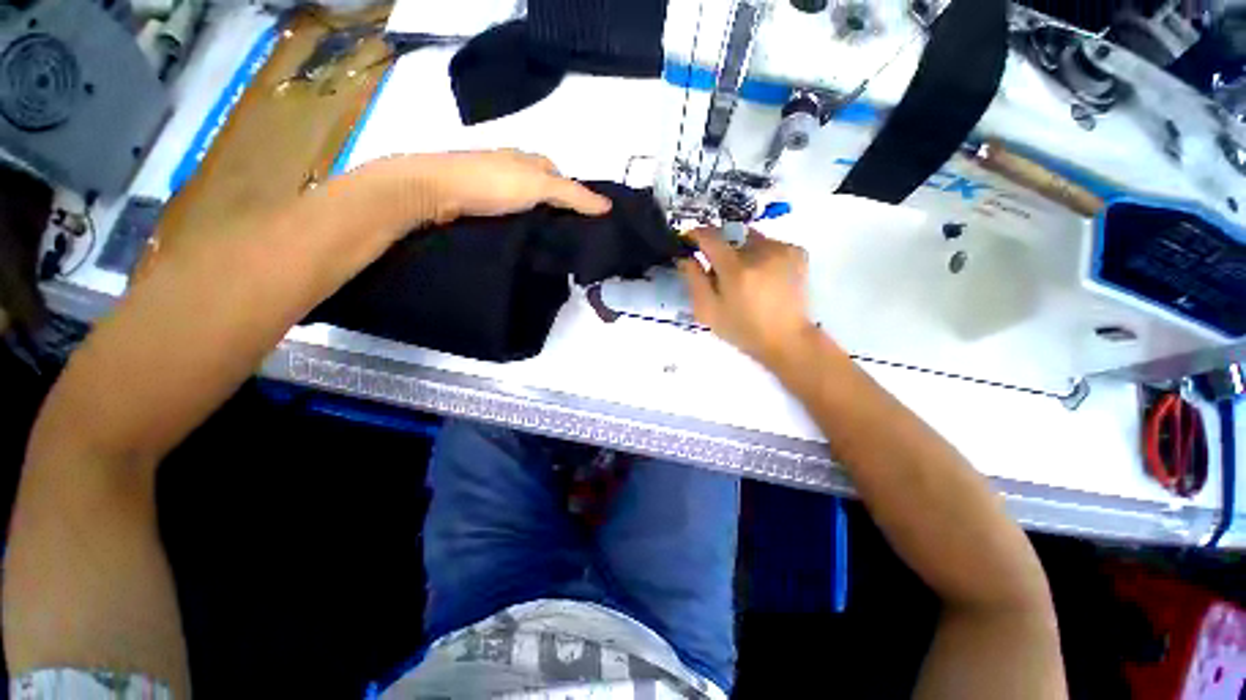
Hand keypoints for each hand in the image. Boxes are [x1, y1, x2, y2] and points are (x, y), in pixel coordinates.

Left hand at [369, 149, 611, 224]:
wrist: (434, 190)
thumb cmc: (491, 182)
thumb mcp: (539, 186)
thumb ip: (573, 196)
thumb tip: (608, 207)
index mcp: (528, 159)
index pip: (561, 176)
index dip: (575, 195)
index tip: (586, 221)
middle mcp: (512, 167)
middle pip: (543, 189)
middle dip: (557, 208)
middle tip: (571, 236)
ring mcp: (493, 184)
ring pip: (525, 202)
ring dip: (538, 218)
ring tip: (551, 243)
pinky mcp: (478, 202)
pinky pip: (509, 213)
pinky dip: (519, 224)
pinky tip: (523, 239)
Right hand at [678, 227, 818, 369]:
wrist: (787, 339)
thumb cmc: (742, 329)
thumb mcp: (708, 311)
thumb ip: (694, 281)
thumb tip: (686, 258)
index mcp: (736, 270)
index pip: (710, 237)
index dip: (696, 234)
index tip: (689, 240)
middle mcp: (760, 252)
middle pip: (731, 236)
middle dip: (721, 248)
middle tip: (720, 271)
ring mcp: (782, 250)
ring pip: (751, 239)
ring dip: (741, 251)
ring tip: (745, 275)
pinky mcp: (797, 252)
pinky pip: (770, 244)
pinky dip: (761, 254)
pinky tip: (764, 276)